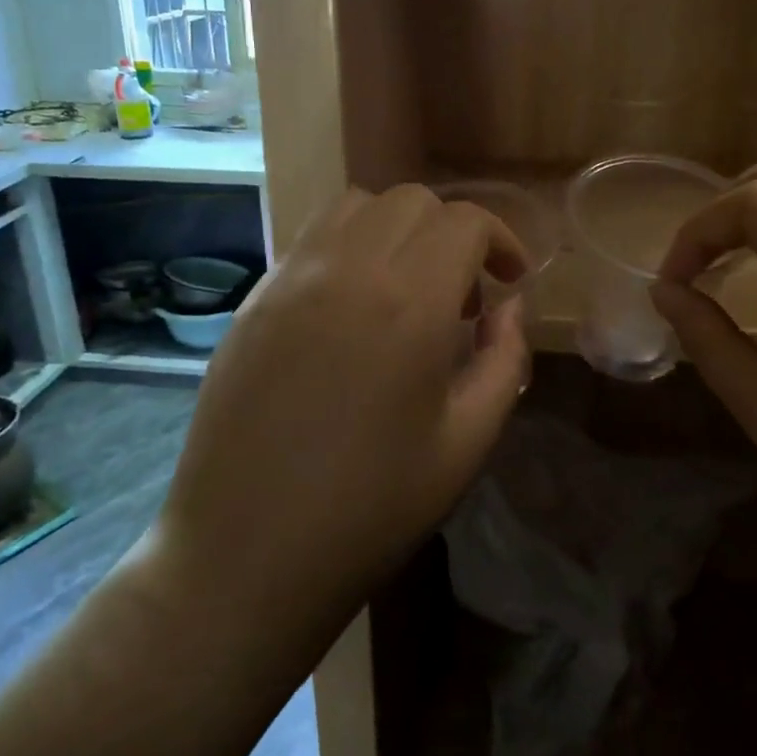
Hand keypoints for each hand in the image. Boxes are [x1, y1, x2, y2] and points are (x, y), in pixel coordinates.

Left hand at [148, 186, 531, 633]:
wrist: (246, 553)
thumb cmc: (371, 509)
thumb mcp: (467, 443)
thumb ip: (504, 360)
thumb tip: (509, 308)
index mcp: (409, 304)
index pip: (464, 221)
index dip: (501, 240)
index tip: (510, 280)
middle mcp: (347, 270)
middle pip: (412, 202)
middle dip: (452, 234)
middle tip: (461, 298)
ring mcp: (290, 279)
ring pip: (356, 207)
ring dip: (397, 231)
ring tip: (405, 292)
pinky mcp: (253, 300)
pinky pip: (311, 240)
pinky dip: (349, 248)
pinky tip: (351, 310)